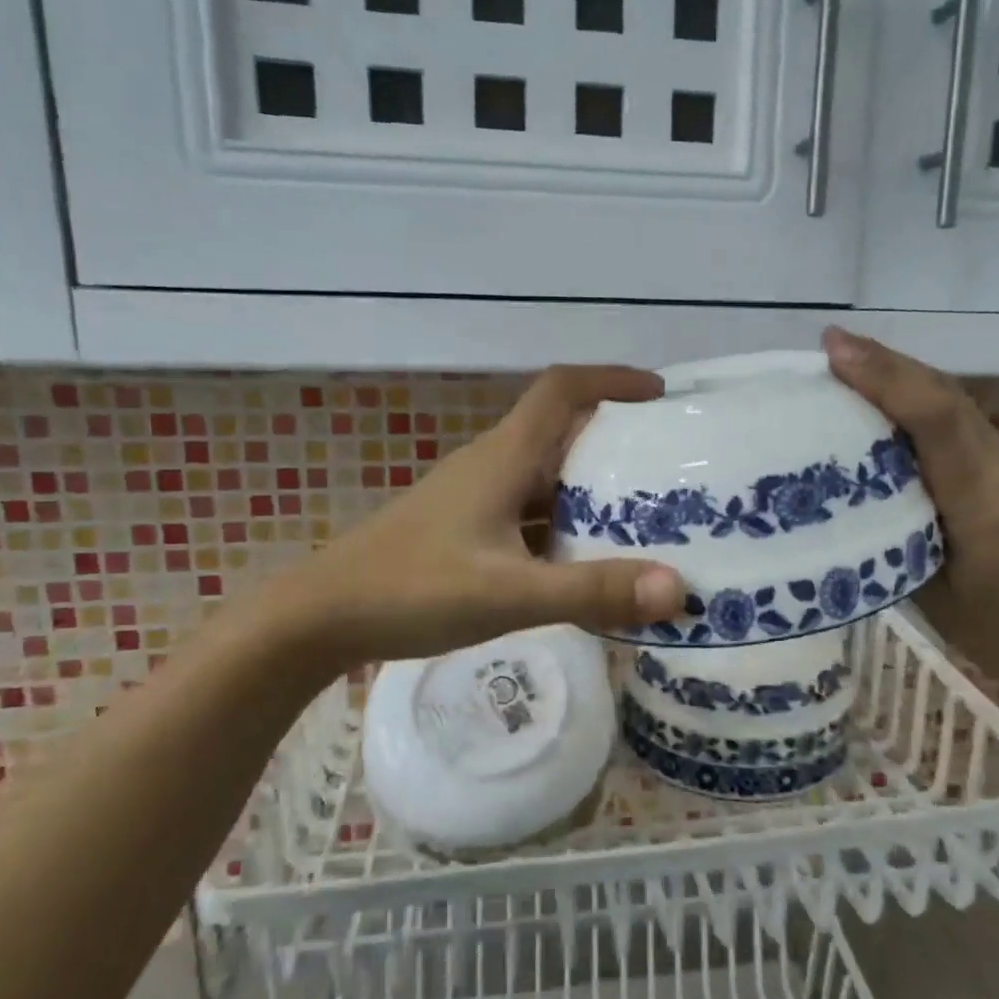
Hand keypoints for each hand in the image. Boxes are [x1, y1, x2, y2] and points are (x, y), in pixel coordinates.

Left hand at [257, 366, 686, 672]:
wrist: (319, 617)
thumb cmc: (412, 590)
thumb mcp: (509, 594)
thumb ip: (591, 591)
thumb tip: (678, 588)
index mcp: (503, 458)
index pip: (562, 390)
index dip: (612, 380)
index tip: (660, 395)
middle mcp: (490, 466)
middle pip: (560, 431)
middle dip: (614, 439)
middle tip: (666, 467)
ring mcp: (473, 499)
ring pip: (544, 477)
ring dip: (589, 487)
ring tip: (641, 515)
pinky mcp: (463, 530)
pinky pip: (527, 512)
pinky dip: (562, 524)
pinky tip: (582, 560)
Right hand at [823, 327, 998, 700]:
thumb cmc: (998, 633)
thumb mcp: (928, 590)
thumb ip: (895, 530)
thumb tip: (852, 491)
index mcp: (983, 500)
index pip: (936, 419)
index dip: (886, 378)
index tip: (835, 351)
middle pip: (947, 397)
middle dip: (889, 364)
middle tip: (833, 346)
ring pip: (956, 408)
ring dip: (905, 382)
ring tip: (851, 369)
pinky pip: (964, 430)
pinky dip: (923, 410)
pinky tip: (892, 419)